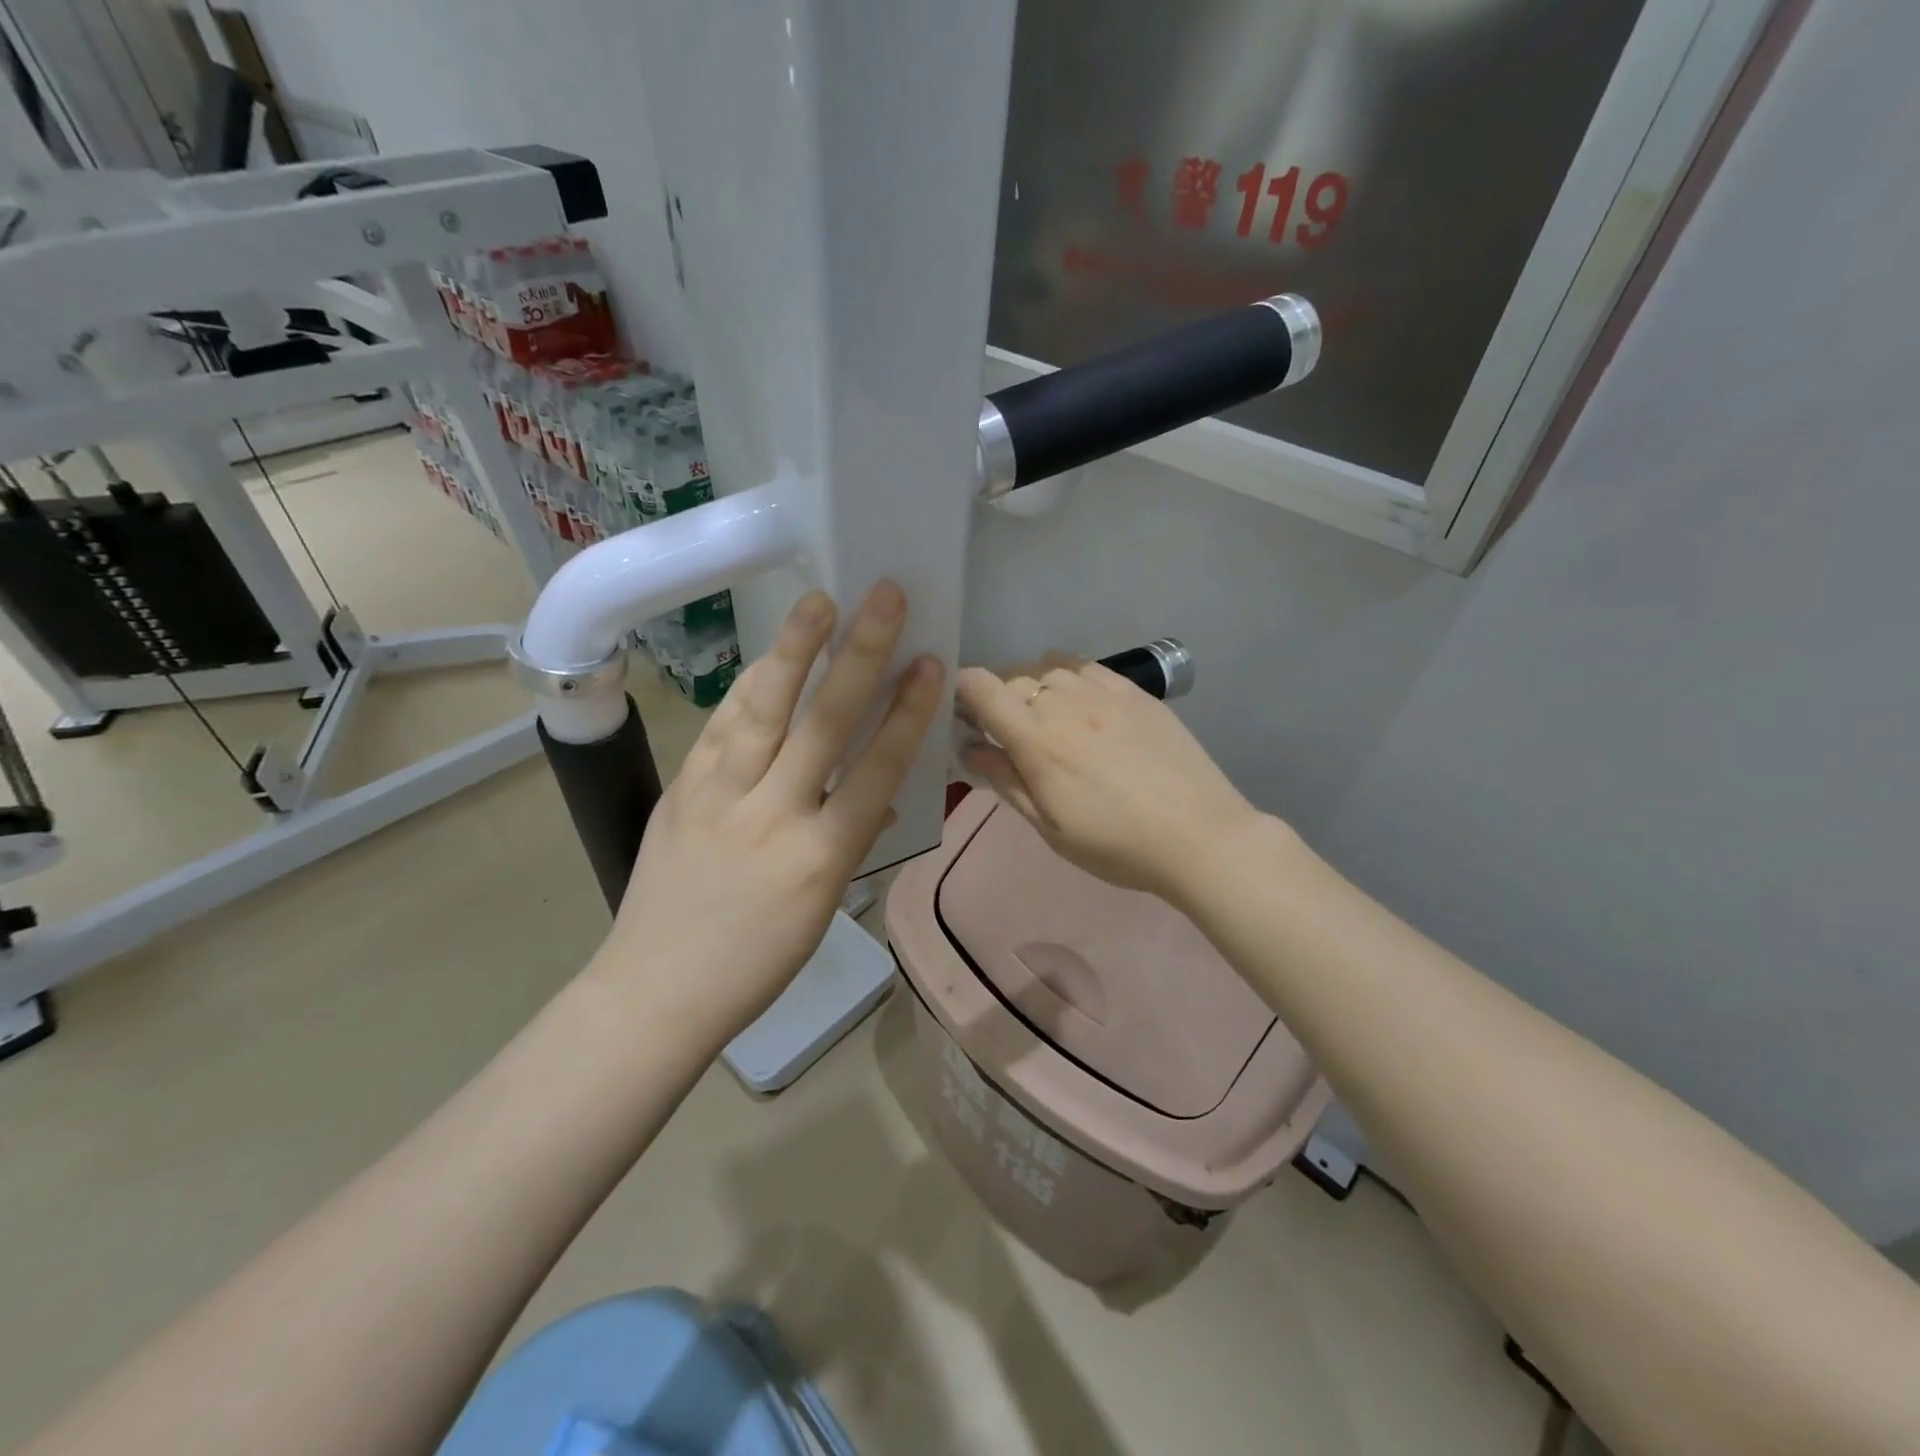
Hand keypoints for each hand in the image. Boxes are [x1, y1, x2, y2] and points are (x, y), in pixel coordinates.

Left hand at [592, 582, 943, 1044]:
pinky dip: (747, 687)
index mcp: (821, 858)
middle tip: (884, 599)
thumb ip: (848, 842)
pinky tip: (767, 657)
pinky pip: (720, 727)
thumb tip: (876, 798)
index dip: (906, 713)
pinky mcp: (681, 790)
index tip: (928, 663)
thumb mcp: (820, 910)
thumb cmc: (754, 963)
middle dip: (859, 657)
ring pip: (763, 711)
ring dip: (794, 651)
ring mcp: (719, 798)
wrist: (656, 990)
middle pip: (822, 724)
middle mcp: (773, 816)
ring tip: (820, 601)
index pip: (876, 770)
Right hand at [954, 661, 1261, 904]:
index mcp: (1037, 739)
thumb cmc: (1117, 844)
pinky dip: (1072, 679)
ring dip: (1037, 689)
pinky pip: (1089, 668)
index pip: (982, 688)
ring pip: (1051, 670)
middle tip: (1008, 734)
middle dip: (1000, 700)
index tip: (963, 715)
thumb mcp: (1050, 827)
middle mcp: (1065, 702)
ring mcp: (1104, 692)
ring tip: (1049, 720)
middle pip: (1014, 679)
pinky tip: (1083, 705)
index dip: (962, 692)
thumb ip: (1007, 782)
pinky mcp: (1136, 692)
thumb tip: (969, 750)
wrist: (1200, 835)